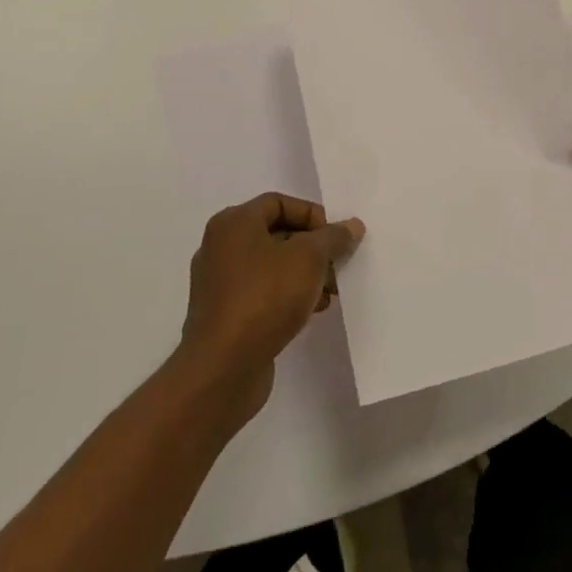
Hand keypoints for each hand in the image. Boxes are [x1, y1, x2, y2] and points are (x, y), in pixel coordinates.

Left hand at [178, 193, 363, 414]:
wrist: (223, 368)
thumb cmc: (265, 297)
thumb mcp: (309, 258)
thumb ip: (332, 237)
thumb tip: (351, 226)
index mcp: (233, 223)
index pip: (279, 202)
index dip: (312, 215)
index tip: (336, 238)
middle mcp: (221, 247)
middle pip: (277, 234)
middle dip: (313, 248)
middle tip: (337, 267)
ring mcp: (219, 283)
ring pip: (272, 266)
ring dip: (304, 275)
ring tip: (329, 293)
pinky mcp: (224, 314)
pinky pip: (262, 293)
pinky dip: (287, 295)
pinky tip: (310, 312)